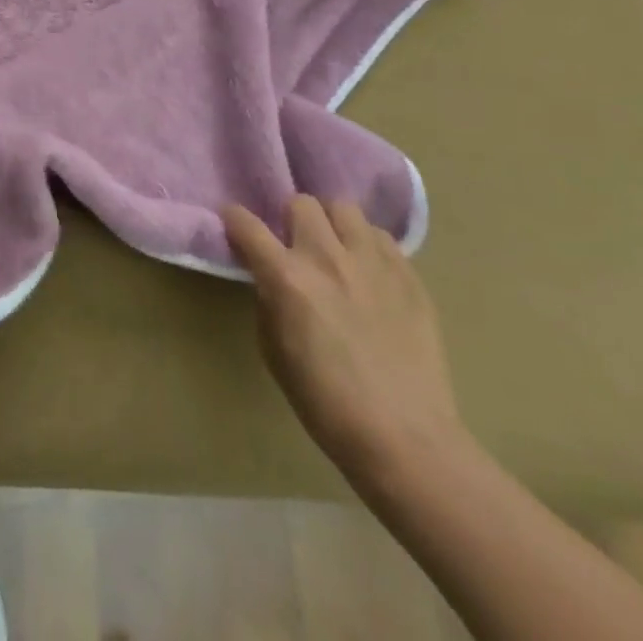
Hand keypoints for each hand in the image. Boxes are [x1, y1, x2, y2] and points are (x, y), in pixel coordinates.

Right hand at [224, 196, 463, 487]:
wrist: (406, 439)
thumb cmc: (325, 402)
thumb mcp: (273, 350)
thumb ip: (268, 300)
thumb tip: (270, 277)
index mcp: (287, 277)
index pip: (245, 223)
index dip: (233, 219)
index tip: (234, 226)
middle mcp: (327, 257)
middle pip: (300, 203)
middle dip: (290, 219)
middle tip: (294, 244)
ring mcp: (373, 263)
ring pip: (344, 208)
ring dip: (331, 223)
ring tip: (335, 248)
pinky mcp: (409, 276)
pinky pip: (382, 238)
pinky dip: (368, 245)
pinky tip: (368, 271)